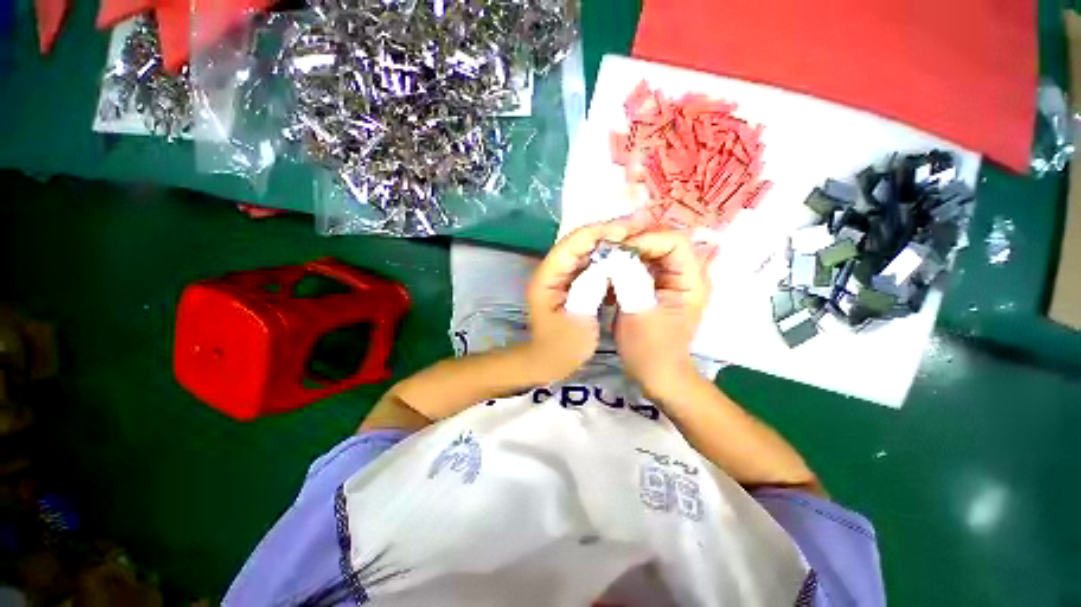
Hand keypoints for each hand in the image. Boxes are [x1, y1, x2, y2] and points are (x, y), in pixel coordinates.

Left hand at [525, 221, 633, 381]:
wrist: (549, 361)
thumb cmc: (561, 347)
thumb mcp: (578, 321)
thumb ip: (590, 290)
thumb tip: (608, 263)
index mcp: (547, 277)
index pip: (572, 244)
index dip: (600, 232)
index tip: (629, 229)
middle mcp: (552, 270)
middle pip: (580, 242)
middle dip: (608, 232)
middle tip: (639, 226)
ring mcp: (561, 275)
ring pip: (587, 251)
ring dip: (610, 243)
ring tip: (636, 238)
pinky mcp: (570, 282)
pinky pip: (590, 264)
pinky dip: (608, 259)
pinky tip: (625, 259)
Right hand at [614, 231, 713, 397]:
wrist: (656, 373)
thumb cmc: (649, 347)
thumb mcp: (637, 310)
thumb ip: (628, 277)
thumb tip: (615, 252)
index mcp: (691, 279)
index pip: (674, 240)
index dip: (646, 239)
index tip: (618, 249)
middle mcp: (686, 274)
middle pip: (662, 243)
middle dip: (634, 244)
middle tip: (607, 250)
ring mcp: (671, 281)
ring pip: (650, 254)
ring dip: (627, 255)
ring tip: (606, 260)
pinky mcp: (657, 288)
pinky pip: (642, 267)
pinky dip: (626, 266)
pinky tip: (611, 274)